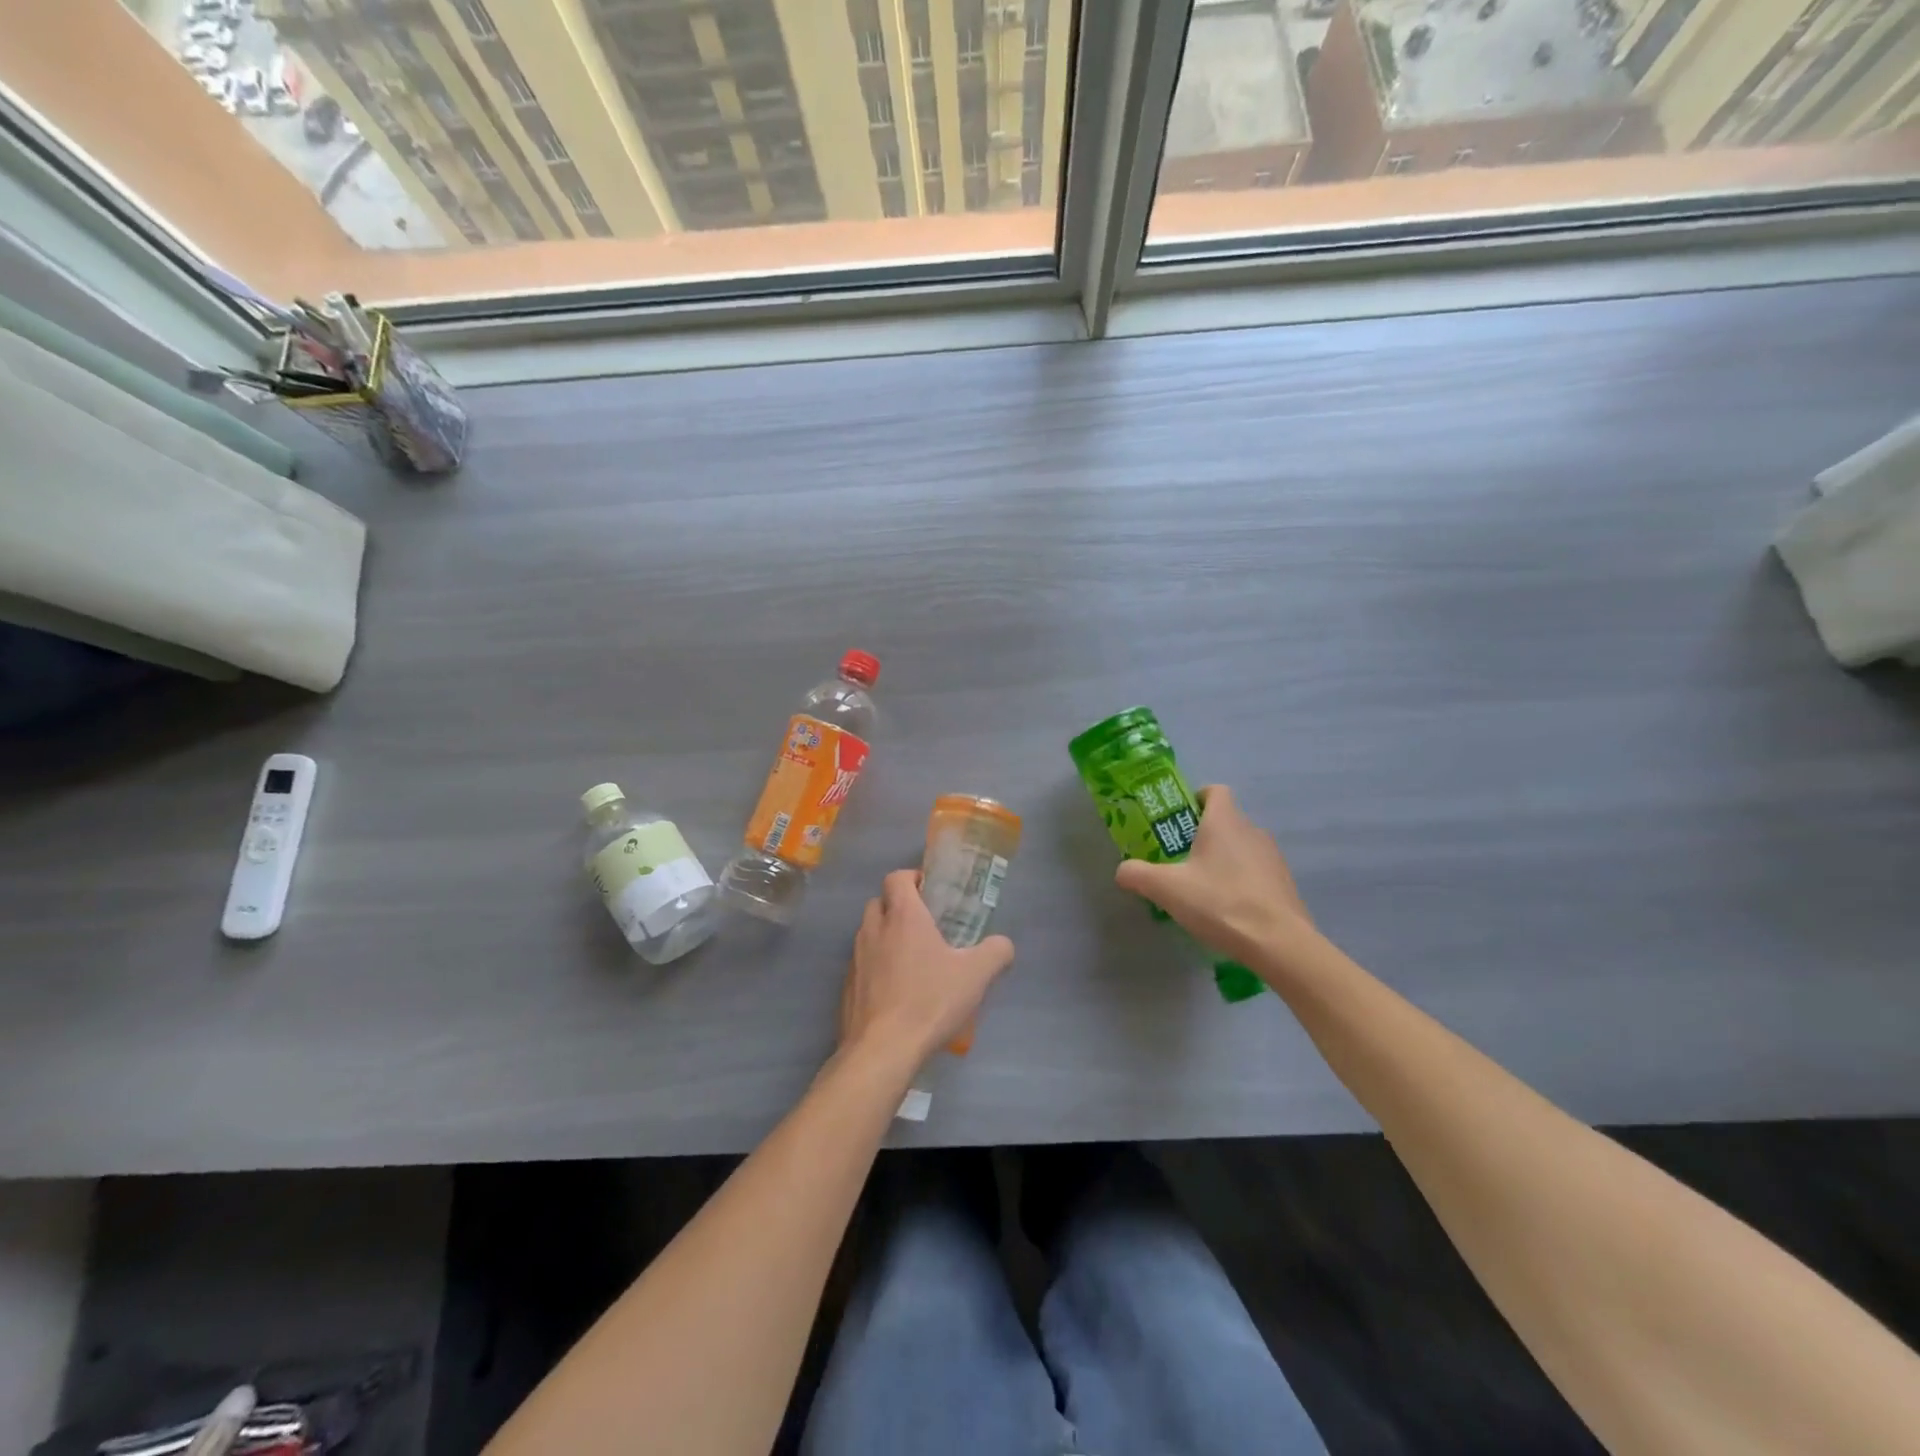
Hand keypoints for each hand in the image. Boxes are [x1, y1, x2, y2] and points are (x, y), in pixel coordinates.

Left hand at [839, 870, 1014, 1068]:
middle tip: (924, 925)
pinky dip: (875, 967)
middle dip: (897, 907)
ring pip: (868, 933)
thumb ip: (996, 952)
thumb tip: (1003, 944)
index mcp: (903, 916)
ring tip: (912, 960)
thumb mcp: (976, 975)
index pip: (897, 877)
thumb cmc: (930, 1001)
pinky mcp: (847, 987)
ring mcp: (856, 959)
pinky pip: (861, 965)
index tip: (930, 892)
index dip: (912, 878)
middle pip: (879, 902)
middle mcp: (874, 930)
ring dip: (886, 937)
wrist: (883, 1050)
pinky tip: (896, 992)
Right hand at [1113, 785, 1313, 972]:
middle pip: (1225, 821)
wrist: (1279, 943)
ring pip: (1241, 847)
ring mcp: (1273, 857)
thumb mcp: (1166, 889)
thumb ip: (1137, 874)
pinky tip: (1228, 910)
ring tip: (1203, 889)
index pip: (1215, 791)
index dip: (1196, 799)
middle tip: (1179, 861)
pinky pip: (1256, 872)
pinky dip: (1241, 882)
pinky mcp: (1284, 883)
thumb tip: (1123, 870)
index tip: (1178, 821)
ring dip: (1223, 860)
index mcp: (1224, 822)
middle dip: (1202, 836)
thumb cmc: (1220, 903)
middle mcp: (1252, 830)